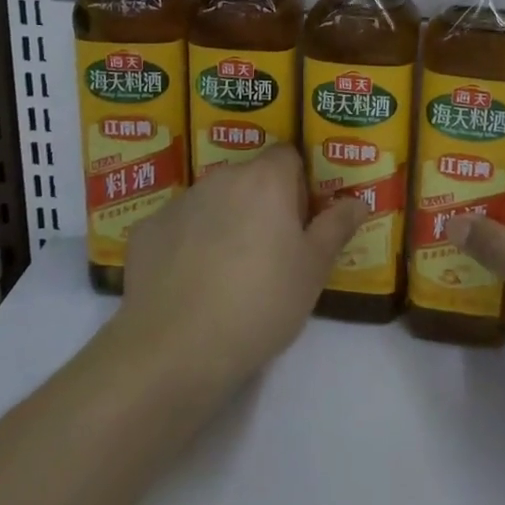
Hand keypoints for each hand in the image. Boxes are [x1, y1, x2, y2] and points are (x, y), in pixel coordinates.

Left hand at [118, 146, 365, 388]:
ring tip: (226, 274)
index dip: (298, 185)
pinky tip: (188, 284)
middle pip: (249, 178)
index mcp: (265, 180)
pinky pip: (177, 227)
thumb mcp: (313, 270)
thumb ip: (336, 228)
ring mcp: (179, 202)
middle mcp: (221, 178)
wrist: (176, 348)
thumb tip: (358, 201)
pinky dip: (185, 245)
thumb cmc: (260, 303)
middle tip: (268, 253)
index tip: (300, 222)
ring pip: (212, 202)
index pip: (288, 156)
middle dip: (260, 204)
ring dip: (223, 222)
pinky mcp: (146, 230)